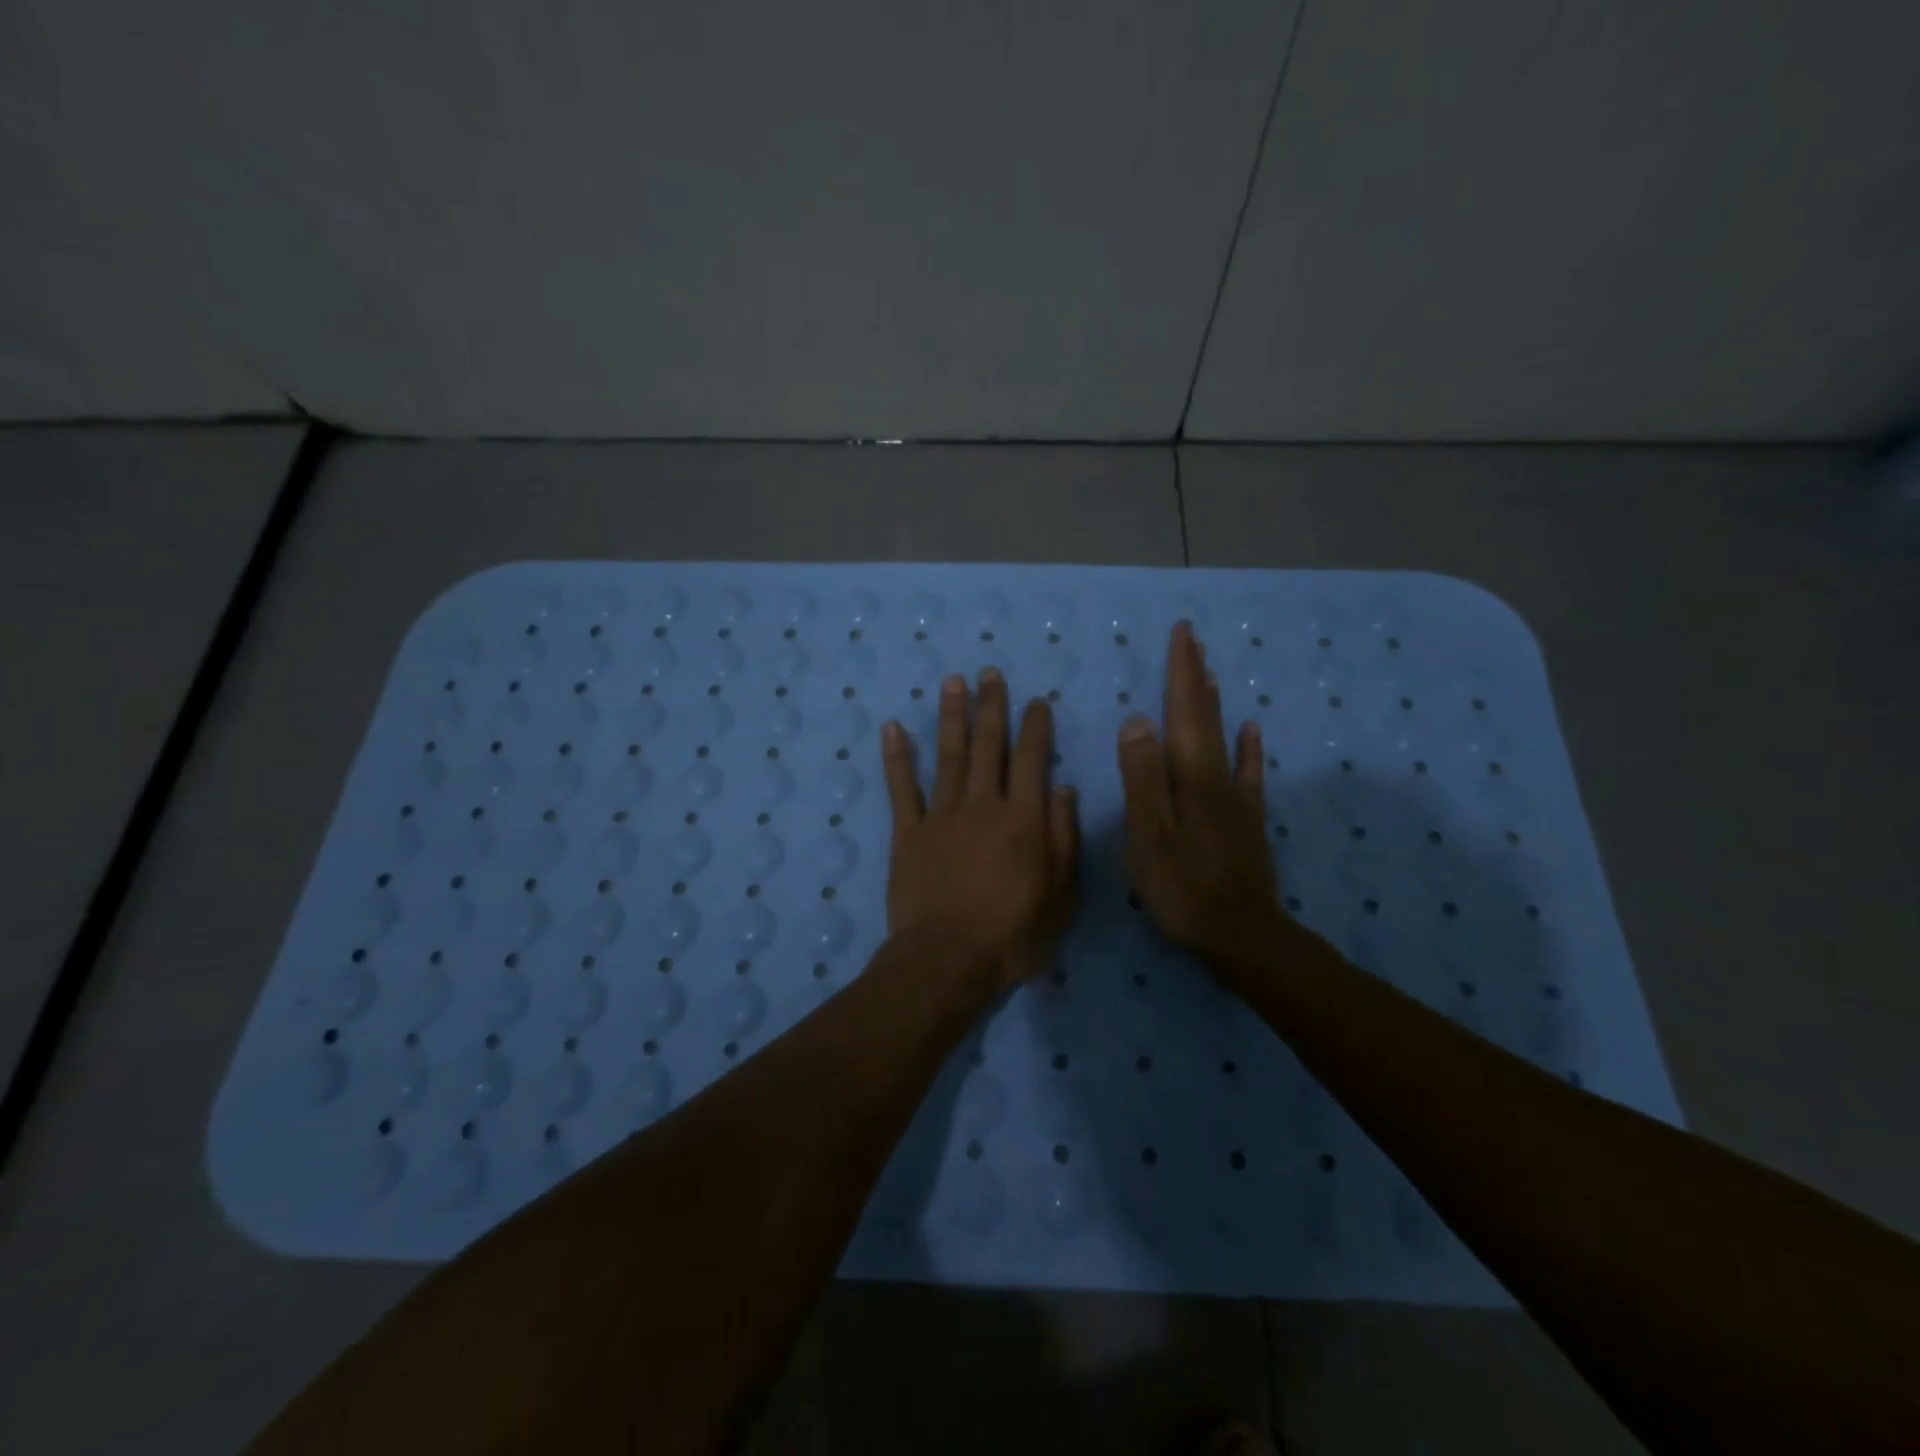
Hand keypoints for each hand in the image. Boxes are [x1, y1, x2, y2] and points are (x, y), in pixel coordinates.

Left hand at [882, 669, 1079, 987]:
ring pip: (948, 756)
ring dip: (950, 717)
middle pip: (988, 746)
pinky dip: (895, 758)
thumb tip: (1064, 790)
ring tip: (952, 681)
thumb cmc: (1013, 935)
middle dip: (991, 707)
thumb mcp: (1060, 895)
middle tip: (989, 673)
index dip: (1035, 728)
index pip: (1031, 760)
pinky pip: (901, 789)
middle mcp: (982, 805)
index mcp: (1022, 819)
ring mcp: (941, 816)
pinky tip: (891, 728)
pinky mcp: (908, 833)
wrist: (947, 960)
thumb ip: (1063, 839)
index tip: (1036, 701)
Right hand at [1117, 620, 1282, 962]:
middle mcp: (1215, 777)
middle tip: (1193, 640)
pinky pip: (1248, 773)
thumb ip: (1142, 777)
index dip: (1181, 673)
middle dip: (1196, 676)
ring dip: (1215, 703)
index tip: (1183, 635)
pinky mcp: (1247, 820)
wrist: (1239, 934)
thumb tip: (1138, 720)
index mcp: (1188, 776)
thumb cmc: (1182, 887)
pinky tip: (1250, 730)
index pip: (1183, 712)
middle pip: (1204, 717)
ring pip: (1224, 738)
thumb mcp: (1148, 834)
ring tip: (1211, 673)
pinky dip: (1248, 747)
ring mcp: (1235, 798)